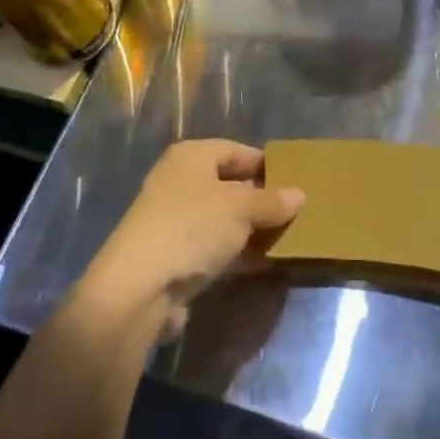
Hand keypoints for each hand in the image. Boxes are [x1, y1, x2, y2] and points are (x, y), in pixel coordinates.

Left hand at [81, 140, 302, 341]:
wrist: (139, 287)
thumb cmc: (192, 228)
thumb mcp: (241, 208)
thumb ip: (272, 201)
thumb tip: (300, 195)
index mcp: (191, 157)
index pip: (236, 151)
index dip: (266, 164)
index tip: (296, 179)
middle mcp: (180, 182)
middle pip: (230, 185)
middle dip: (262, 199)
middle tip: (298, 211)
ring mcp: (176, 221)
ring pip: (224, 219)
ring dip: (253, 230)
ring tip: (290, 238)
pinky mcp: (176, 256)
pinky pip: (216, 247)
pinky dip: (239, 253)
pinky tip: (267, 263)